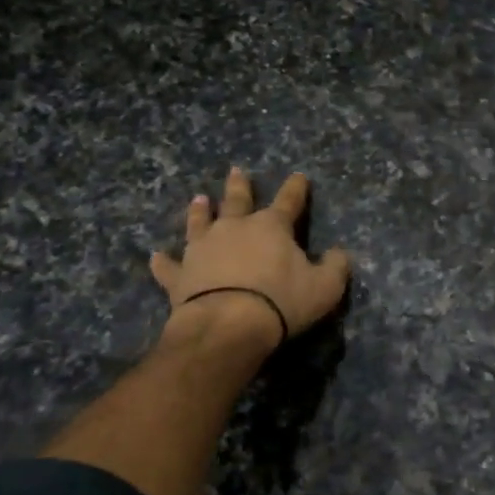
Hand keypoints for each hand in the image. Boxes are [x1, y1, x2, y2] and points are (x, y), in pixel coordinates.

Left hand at [150, 168, 351, 349]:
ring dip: (199, 211)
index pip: (289, 201)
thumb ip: (335, 267)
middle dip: (240, 186)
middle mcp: (235, 228)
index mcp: (272, 227)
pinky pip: (168, 266)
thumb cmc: (281, 301)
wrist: (227, 324)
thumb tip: (338, 254)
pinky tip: (155, 256)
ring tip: (199, 198)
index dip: (296, 188)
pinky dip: (163, 262)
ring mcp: (202, 249)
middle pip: (238, 200)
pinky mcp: (180, 275)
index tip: (298, 175)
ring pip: (200, 222)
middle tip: (236, 170)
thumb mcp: (325, 287)